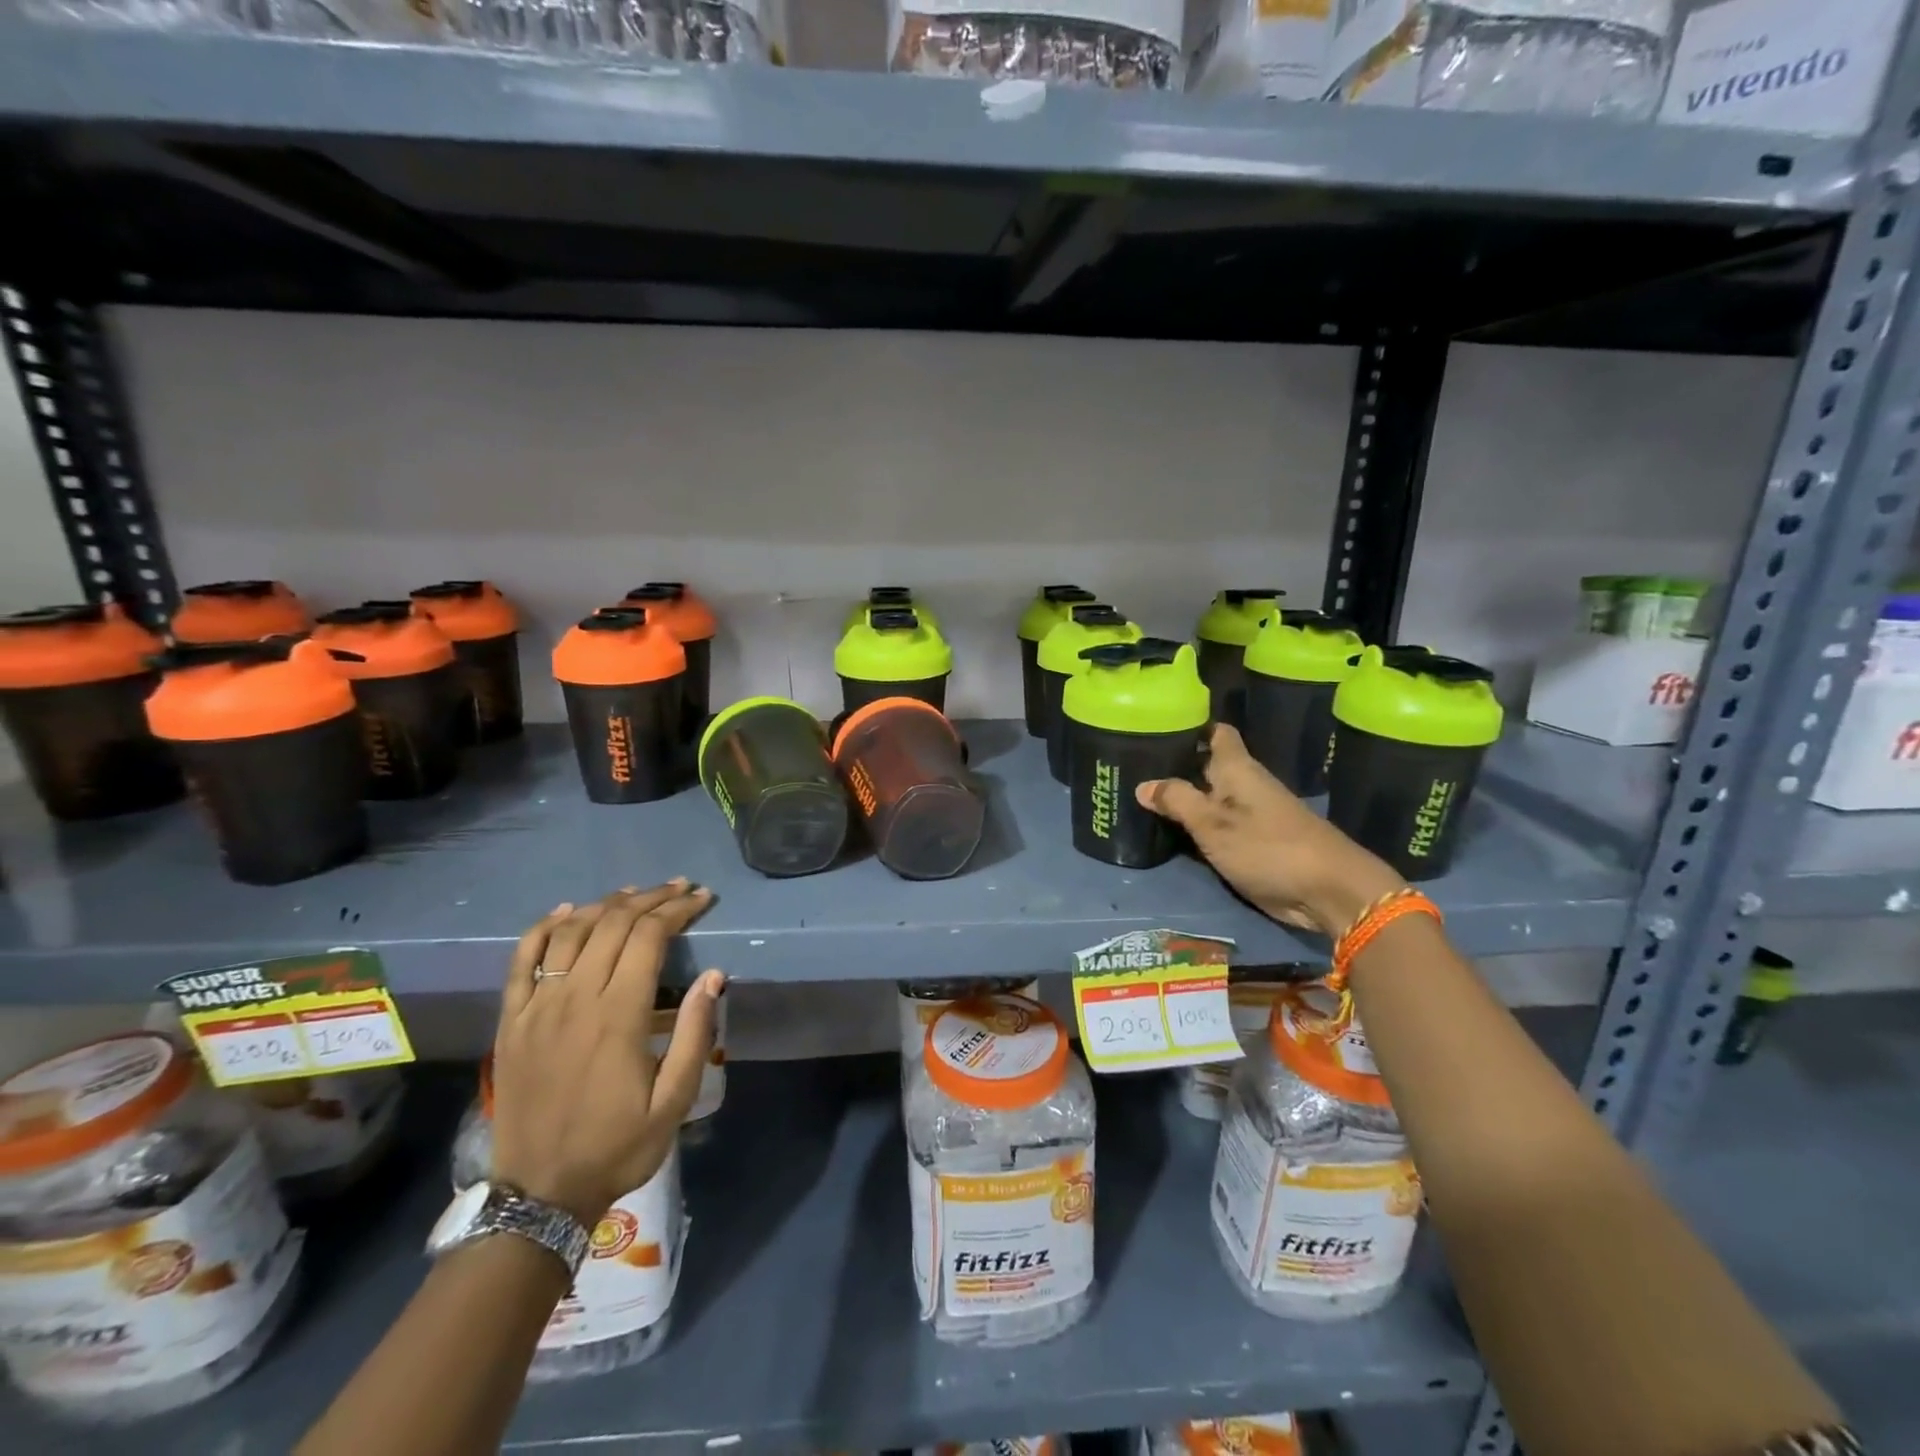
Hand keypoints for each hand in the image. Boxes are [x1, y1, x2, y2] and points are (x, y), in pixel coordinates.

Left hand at [490, 882, 723, 1225]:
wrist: (539, 1193)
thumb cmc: (617, 1146)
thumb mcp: (674, 1100)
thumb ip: (695, 1034)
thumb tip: (713, 975)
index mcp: (618, 1015)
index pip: (649, 937)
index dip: (678, 909)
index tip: (702, 898)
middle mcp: (575, 998)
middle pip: (614, 924)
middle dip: (652, 898)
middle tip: (680, 888)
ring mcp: (537, 1007)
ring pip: (571, 932)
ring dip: (606, 904)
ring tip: (636, 893)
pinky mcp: (511, 1021)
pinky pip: (522, 959)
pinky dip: (544, 927)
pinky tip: (566, 911)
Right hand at [1136, 724, 1404, 938]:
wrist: (1328, 891)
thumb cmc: (1267, 847)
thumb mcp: (1213, 824)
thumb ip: (1177, 801)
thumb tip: (1143, 784)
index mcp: (1238, 769)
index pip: (1215, 733)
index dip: (1190, 727)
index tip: (1157, 729)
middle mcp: (1246, 784)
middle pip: (1208, 766)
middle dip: (1177, 766)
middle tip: (1134, 768)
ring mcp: (1253, 814)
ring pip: (1212, 796)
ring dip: (1185, 798)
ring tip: (1143, 798)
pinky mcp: (1256, 842)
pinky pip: (1220, 824)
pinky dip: (1198, 824)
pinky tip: (1173, 830)